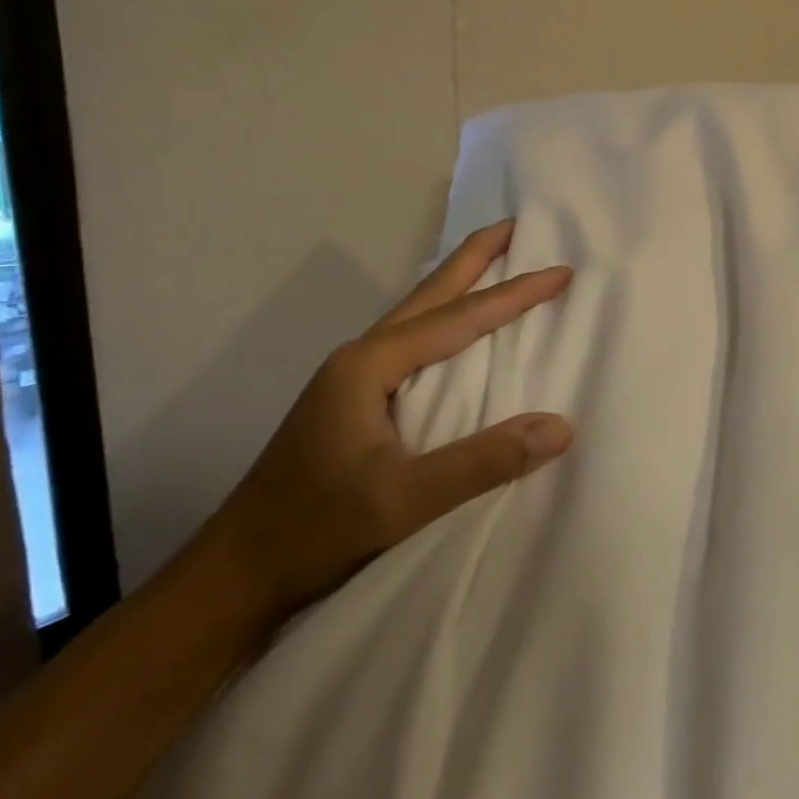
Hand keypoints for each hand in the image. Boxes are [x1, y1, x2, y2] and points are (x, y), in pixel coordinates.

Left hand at [204, 219, 573, 625]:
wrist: (237, 573)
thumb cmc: (316, 529)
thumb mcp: (403, 501)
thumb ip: (482, 462)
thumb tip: (561, 427)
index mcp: (370, 365)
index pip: (458, 318)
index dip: (514, 294)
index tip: (561, 271)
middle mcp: (360, 357)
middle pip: (430, 293)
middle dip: (475, 257)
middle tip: (517, 225)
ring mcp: (351, 377)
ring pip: (416, 313)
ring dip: (458, 284)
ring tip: (494, 261)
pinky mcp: (351, 399)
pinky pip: (410, 340)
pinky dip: (443, 317)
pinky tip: (453, 329)